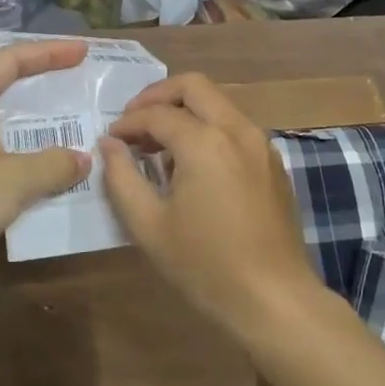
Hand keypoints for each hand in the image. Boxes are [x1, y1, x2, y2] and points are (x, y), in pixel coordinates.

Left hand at [0, 39, 91, 307]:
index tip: (83, 51)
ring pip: (10, 131)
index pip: (11, 60)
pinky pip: (6, 164)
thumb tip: (83, 159)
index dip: (49, 52)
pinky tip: (61, 176)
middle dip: (48, 90)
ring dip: (43, 133)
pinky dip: (32, 166)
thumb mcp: (14, 177)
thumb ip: (55, 164)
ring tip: (82, 131)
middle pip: (10, 91)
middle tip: (85, 88)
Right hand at [99, 73, 318, 334]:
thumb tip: (109, 144)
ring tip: (159, 144)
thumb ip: (122, 177)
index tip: (110, 140)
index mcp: (204, 141)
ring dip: (185, 110)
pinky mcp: (273, 161)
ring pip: (218, 102)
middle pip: (193, 85)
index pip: (156, 114)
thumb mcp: (149, 225)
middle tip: (134, 122)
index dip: (127, 123)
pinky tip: (193, 164)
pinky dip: (209, 127)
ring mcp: (260, 143)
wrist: (275, 300)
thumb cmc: (205, 266)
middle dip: (158, 96)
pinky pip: (235, 125)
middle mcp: (236, 129)